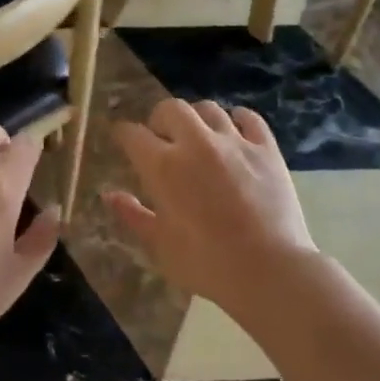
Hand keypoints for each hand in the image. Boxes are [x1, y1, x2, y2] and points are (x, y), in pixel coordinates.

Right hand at [105, 99, 316, 317]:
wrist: (270, 271)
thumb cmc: (206, 263)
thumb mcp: (160, 245)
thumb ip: (133, 215)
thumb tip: (109, 195)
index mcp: (164, 166)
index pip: (133, 134)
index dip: (123, 134)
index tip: (122, 138)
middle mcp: (196, 143)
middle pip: (171, 108)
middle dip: (160, 118)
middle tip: (161, 137)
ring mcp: (235, 142)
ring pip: (209, 109)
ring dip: (197, 118)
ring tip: (198, 135)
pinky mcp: (266, 149)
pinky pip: (250, 118)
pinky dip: (238, 119)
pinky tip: (235, 131)